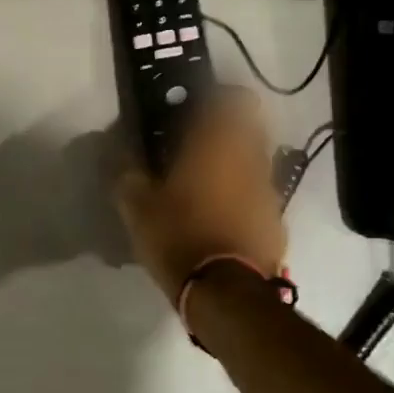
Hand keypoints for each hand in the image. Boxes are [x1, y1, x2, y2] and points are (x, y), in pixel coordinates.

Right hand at [113, 88, 286, 304]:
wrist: (227, 295)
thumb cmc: (179, 237)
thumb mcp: (137, 207)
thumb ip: (126, 173)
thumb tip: (117, 153)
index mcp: (217, 145)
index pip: (236, 99)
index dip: (221, 97)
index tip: (197, 107)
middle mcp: (250, 159)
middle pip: (252, 126)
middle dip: (228, 129)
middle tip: (198, 144)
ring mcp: (268, 190)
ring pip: (257, 161)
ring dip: (236, 164)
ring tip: (207, 185)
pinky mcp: (276, 221)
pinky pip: (260, 195)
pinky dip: (244, 197)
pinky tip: (222, 218)